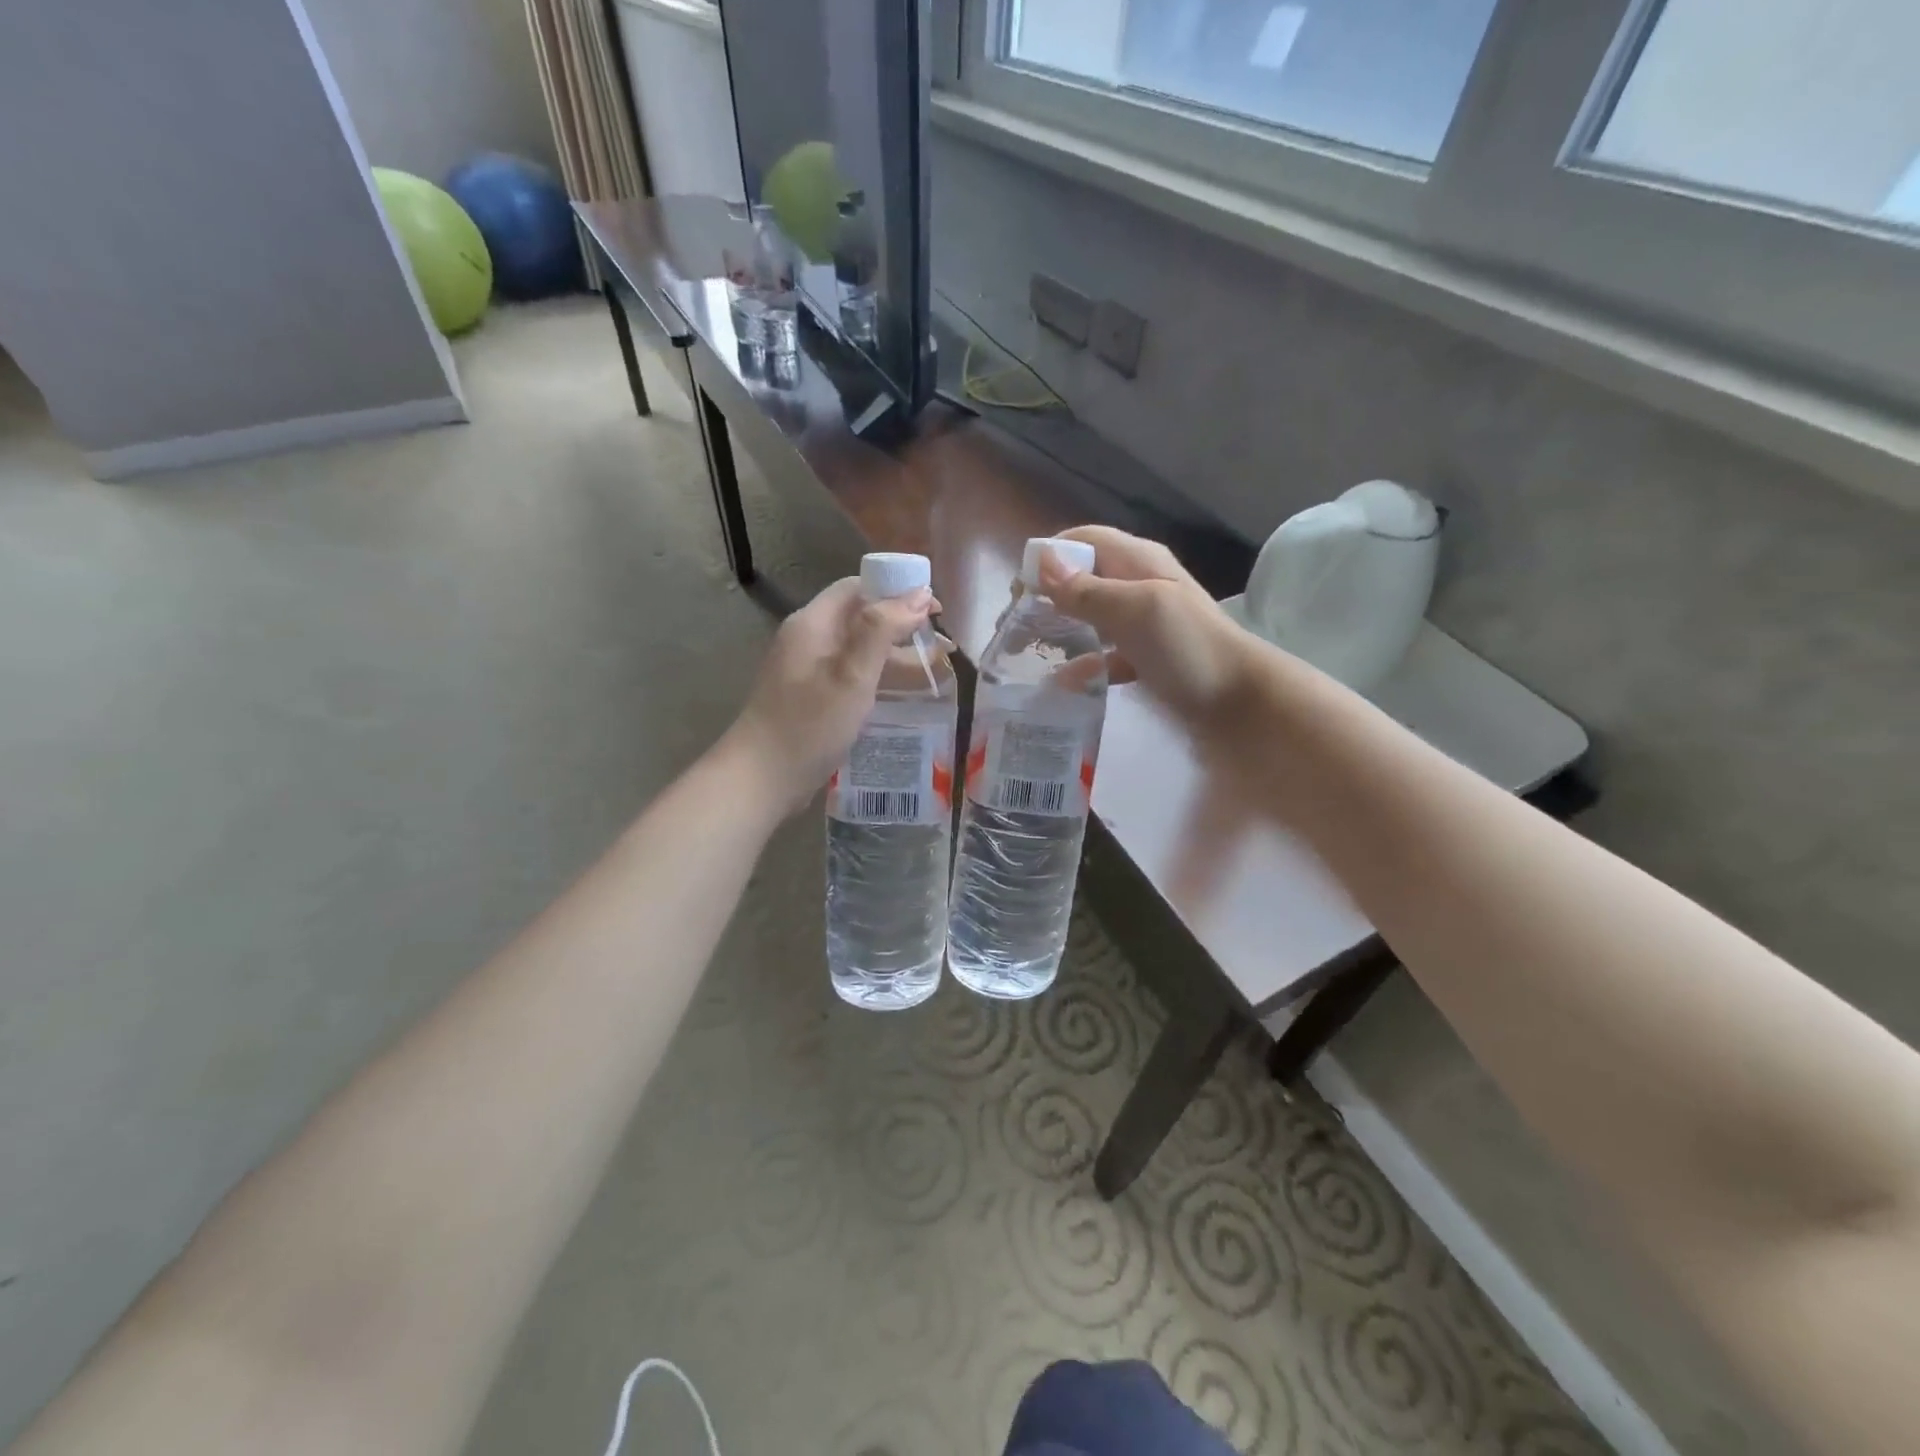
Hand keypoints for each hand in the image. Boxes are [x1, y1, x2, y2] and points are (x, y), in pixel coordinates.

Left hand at [722, 576, 936, 815]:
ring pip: (858, 649)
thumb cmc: (809, 725)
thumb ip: (883, 630)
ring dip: (894, 654)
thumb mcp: (852, 675)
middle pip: (860, 617)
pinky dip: (878, 677)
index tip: (935, 609)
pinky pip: (850, 674)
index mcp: (814, 623)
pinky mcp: (811, 695)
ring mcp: (808, 668)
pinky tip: (903, 693)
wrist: (761, 778)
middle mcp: (809, 638)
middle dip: (901, 625)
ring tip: (935, 668)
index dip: (897, 590)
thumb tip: (920, 593)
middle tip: (941, 643)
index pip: (858, 588)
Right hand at [1037, 526, 1255, 727]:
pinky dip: (1085, 665)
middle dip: (1047, 597)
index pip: (1083, 541)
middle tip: (1015, 629)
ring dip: (1061, 631)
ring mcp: (1143, 623)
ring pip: (1090, 617)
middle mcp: (1138, 585)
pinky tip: (1066, 684)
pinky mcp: (1146, 657)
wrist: (1241, 701)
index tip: (1019, 592)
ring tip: (1029, 654)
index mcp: (1138, 561)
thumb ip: (1088, 590)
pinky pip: (1105, 655)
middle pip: (1083, 579)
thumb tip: (1041, 563)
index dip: (1048, 558)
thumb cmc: (1188, 647)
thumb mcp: (1136, 610)